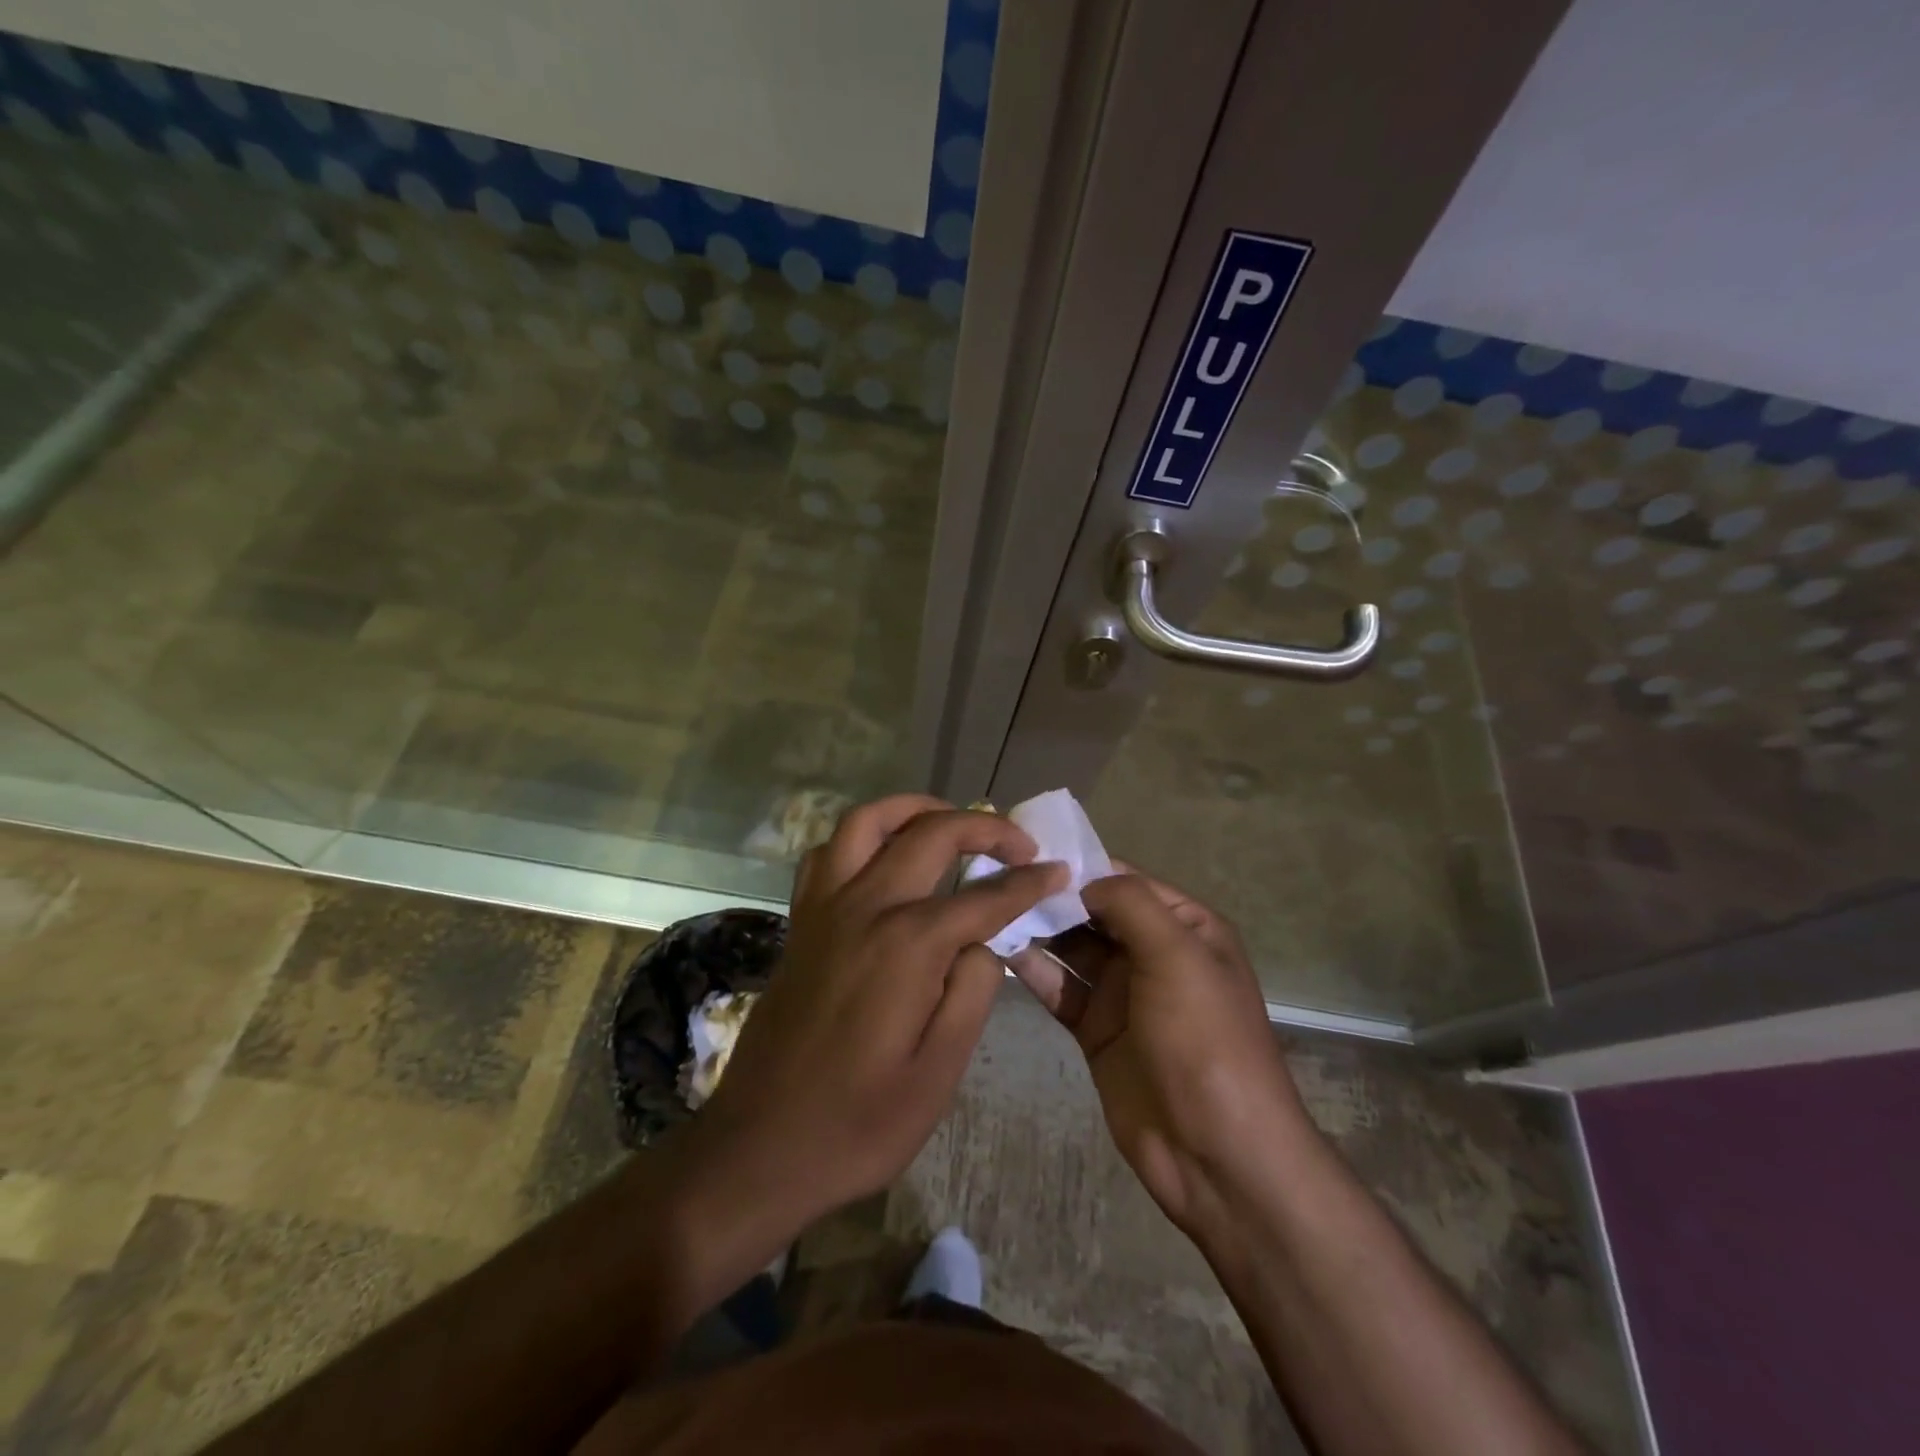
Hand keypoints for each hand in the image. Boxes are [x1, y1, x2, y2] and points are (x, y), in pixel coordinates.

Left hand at [690, 794, 1066, 1236]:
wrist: (760, 1147)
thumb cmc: (859, 1123)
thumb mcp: (939, 1072)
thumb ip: (973, 991)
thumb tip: (984, 939)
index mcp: (907, 944)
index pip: (984, 896)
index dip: (1029, 882)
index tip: (1060, 872)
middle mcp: (865, 907)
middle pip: (930, 835)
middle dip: (984, 828)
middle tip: (1019, 844)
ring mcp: (825, 909)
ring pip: (867, 822)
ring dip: (914, 809)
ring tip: (949, 820)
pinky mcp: (801, 922)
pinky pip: (828, 853)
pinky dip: (861, 837)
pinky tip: (883, 857)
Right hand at [1009, 870, 1312, 1232]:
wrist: (1216, 1153)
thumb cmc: (1204, 1039)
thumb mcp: (1178, 956)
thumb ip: (1131, 904)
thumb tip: (1084, 879)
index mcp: (1186, 928)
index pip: (1126, 881)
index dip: (1081, 865)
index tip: (1028, 851)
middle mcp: (1153, 952)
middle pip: (1094, 912)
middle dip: (1051, 896)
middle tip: (996, 876)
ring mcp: (1123, 993)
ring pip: (1072, 948)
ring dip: (1037, 929)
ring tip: (987, 907)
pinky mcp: (1096, 1030)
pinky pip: (1060, 989)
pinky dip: (1032, 970)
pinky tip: (997, 950)